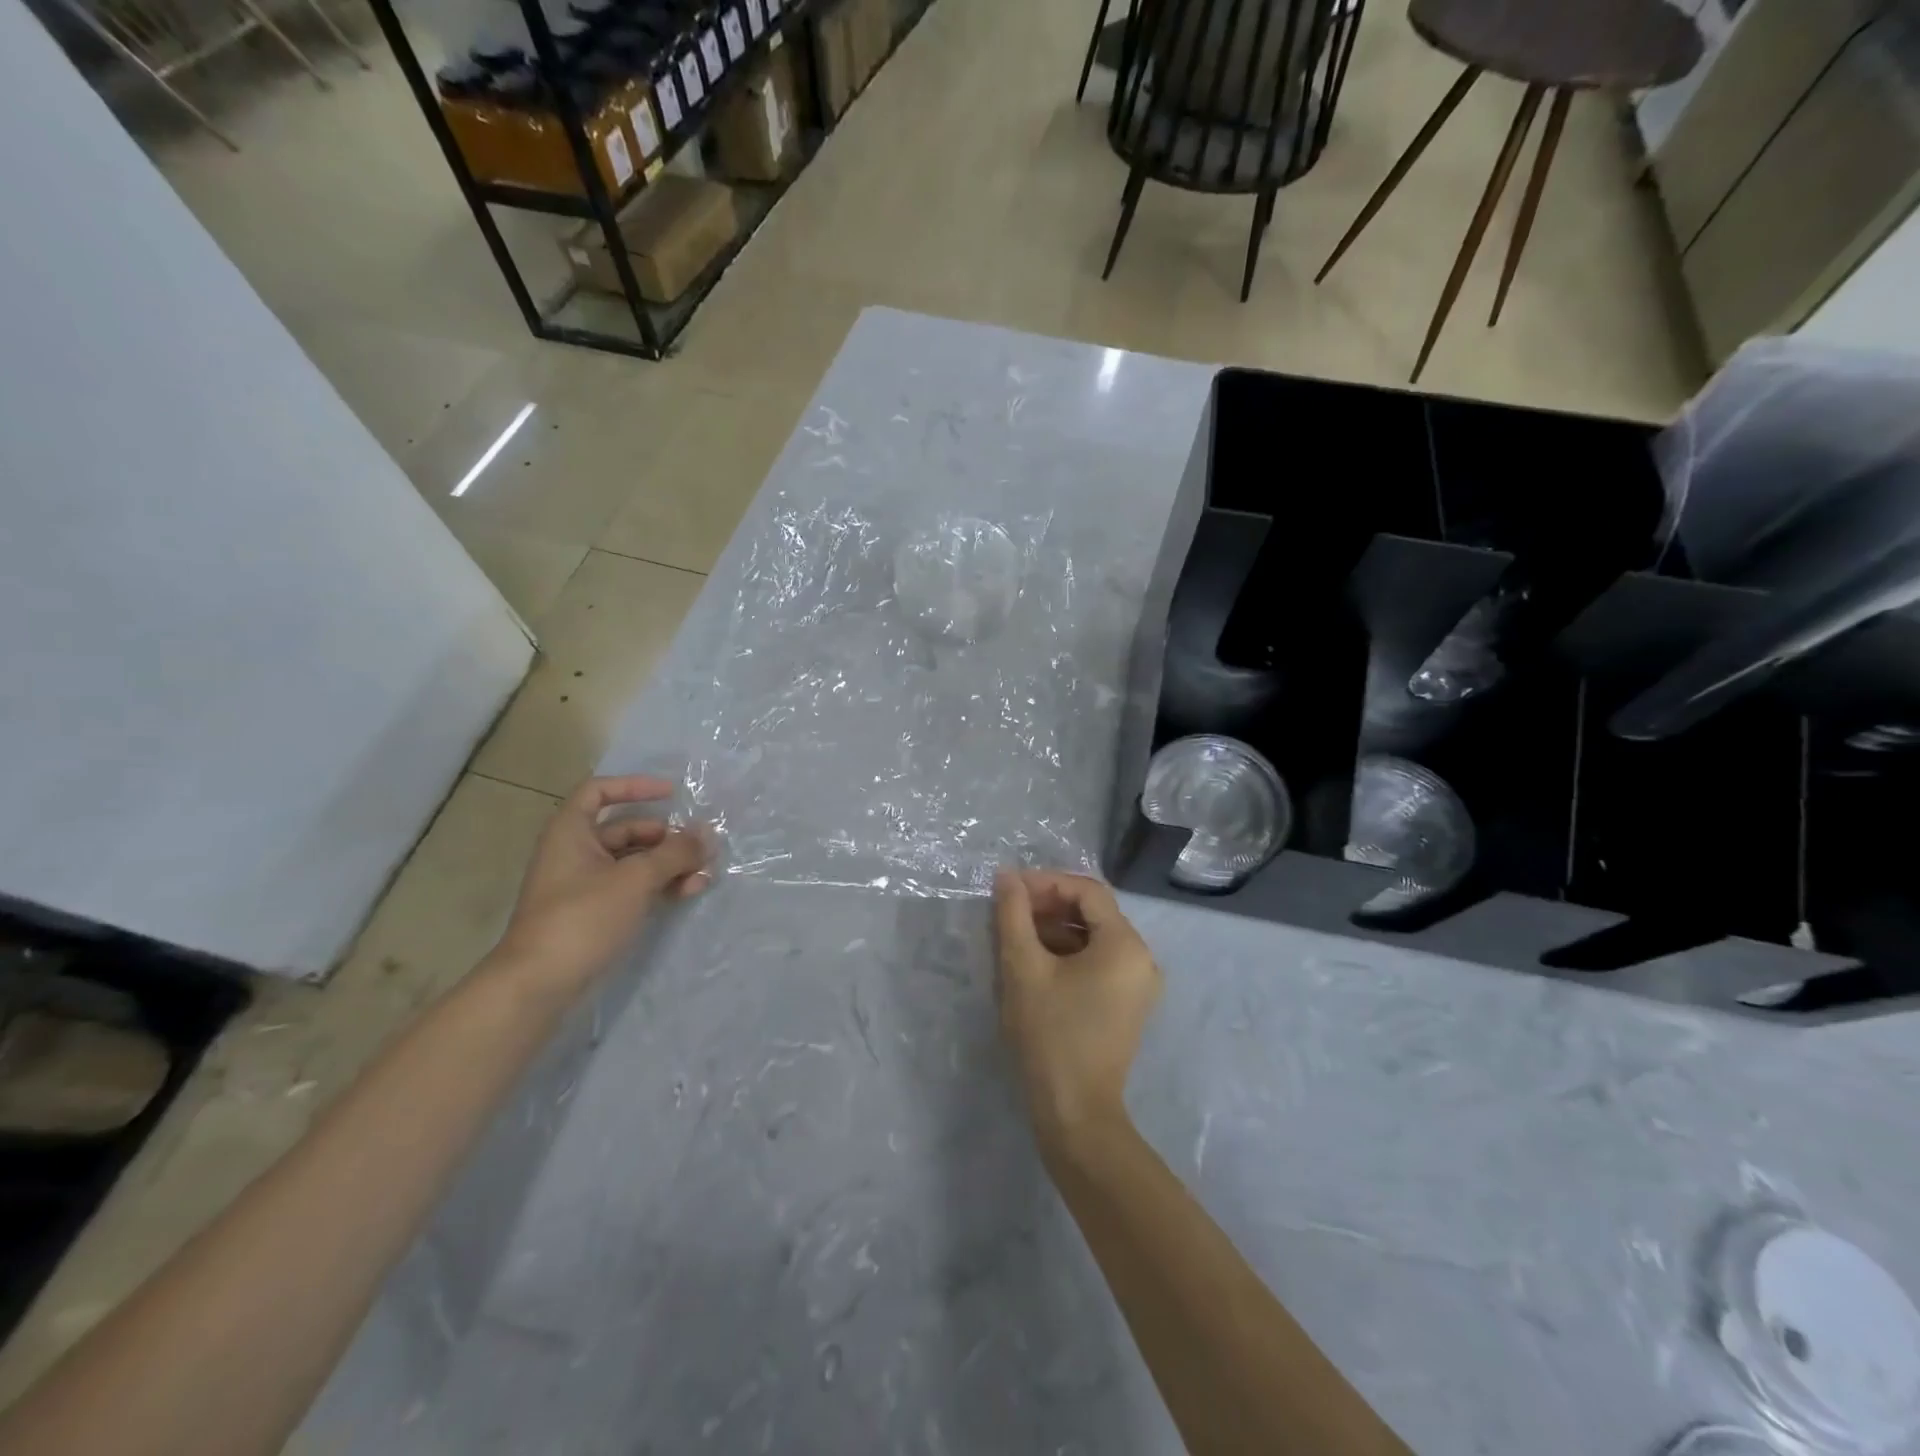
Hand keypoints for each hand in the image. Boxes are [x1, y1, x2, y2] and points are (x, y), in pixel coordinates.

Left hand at [493, 775, 710, 999]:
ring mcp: (585, 886)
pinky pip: (633, 887)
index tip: (672, 794)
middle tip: (700, 847)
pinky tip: (688, 892)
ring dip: (669, 864)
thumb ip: (675, 852)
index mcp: (571, 833)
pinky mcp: (595, 914)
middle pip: (626, 830)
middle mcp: (575, 853)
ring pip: (634, 862)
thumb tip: (707, 834)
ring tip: (703, 875)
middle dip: (666, 836)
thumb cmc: (583, 918)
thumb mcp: (635, 879)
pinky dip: (660, 886)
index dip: (634, 787)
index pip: (599, 792)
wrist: (539, 985)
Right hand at [994, 870, 1160, 1155]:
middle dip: (1049, 905)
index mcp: (1125, 944)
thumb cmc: (1050, 1034)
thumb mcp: (1023, 968)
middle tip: (1009, 912)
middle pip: (1093, 912)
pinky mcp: (1127, 1005)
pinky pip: (1099, 963)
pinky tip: (1035, 963)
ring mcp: (1138, 985)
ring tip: (1015, 936)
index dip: (1046, 883)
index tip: (1010, 889)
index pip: (1086, 891)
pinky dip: (1068, 954)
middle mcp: (1142, 958)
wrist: (1075, 1113)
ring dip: (1055, 930)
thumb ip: (1013, 914)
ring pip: (1094, 938)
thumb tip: (1007, 876)